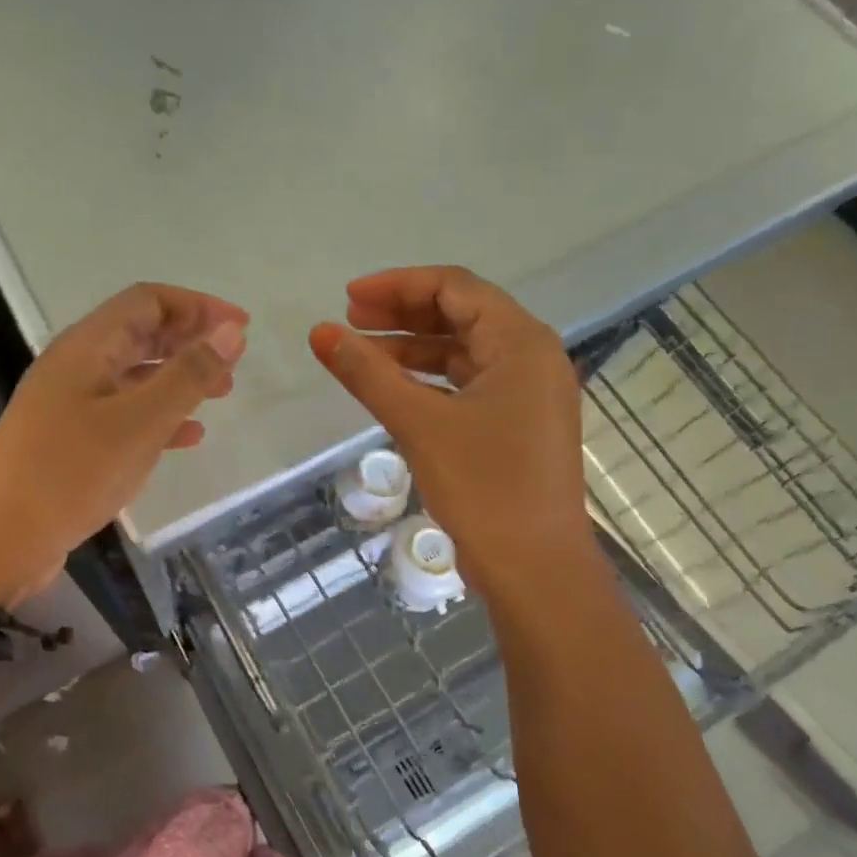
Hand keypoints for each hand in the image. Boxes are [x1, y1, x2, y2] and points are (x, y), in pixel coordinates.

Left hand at [0, 282, 247, 603]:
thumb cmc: (70, 473)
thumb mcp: (139, 423)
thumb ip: (188, 375)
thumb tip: (231, 331)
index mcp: (87, 347)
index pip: (148, 301)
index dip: (197, 306)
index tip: (240, 328)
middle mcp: (76, 366)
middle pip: (140, 333)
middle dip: (190, 340)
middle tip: (233, 362)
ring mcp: (70, 404)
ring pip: (135, 375)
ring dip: (178, 378)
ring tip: (221, 395)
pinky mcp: (70, 441)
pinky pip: (123, 414)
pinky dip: (159, 417)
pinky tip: (188, 438)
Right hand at [309, 266, 591, 593]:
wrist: (536, 570)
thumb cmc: (484, 488)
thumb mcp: (419, 423)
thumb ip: (368, 373)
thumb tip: (320, 333)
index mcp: (521, 343)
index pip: (454, 288)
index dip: (397, 286)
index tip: (348, 299)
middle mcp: (532, 357)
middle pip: (460, 314)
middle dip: (402, 313)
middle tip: (349, 321)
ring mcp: (528, 393)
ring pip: (462, 351)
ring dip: (412, 348)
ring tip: (360, 354)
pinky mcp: (518, 424)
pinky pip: (468, 383)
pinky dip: (429, 380)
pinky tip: (393, 389)